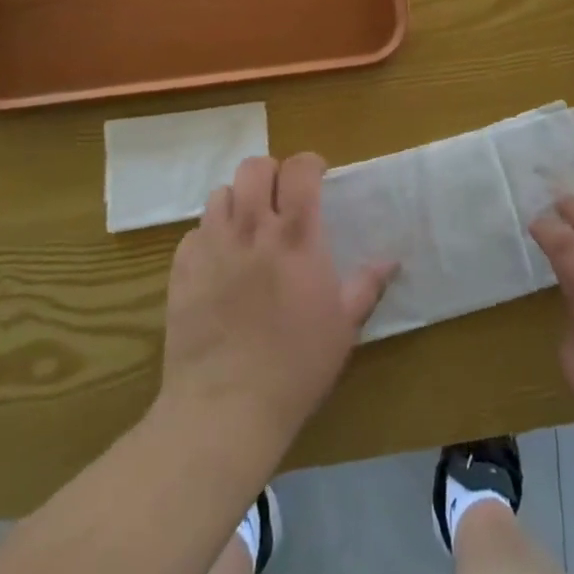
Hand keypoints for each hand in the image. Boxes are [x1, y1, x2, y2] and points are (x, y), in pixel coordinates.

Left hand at [158, 153, 394, 452]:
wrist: (225, 409)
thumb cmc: (296, 365)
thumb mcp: (343, 326)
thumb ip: (366, 285)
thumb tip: (392, 260)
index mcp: (297, 235)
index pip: (299, 168)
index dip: (309, 165)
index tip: (316, 179)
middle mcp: (253, 228)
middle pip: (255, 167)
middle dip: (270, 174)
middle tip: (280, 199)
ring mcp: (213, 246)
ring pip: (221, 193)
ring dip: (238, 202)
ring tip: (248, 227)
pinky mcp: (182, 270)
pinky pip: (195, 232)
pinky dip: (209, 236)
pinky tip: (220, 262)